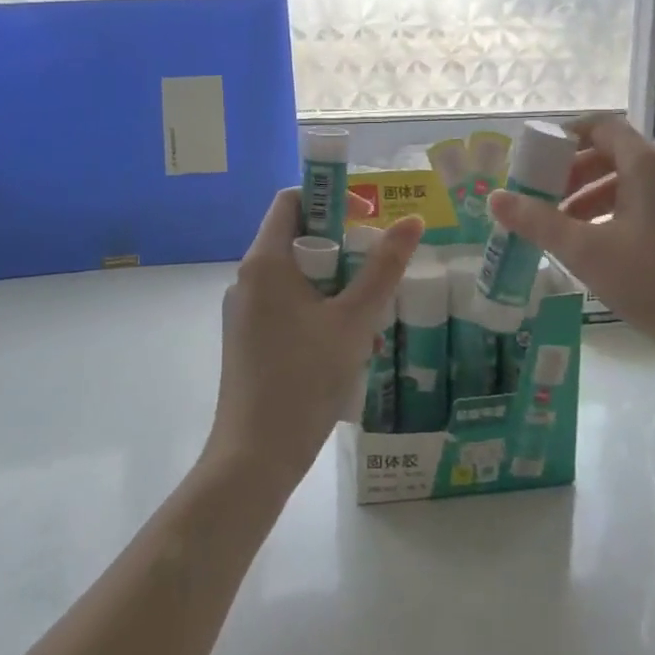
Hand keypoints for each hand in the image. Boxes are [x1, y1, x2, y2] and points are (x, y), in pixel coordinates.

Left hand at [206, 190, 422, 492]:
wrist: (255, 456)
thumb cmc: (304, 379)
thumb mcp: (354, 320)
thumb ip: (383, 268)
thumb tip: (411, 221)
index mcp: (265, 261)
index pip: (292, 200)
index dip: (330, 198)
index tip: (368, 217)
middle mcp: (247, 278)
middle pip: (296, 238)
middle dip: (341, 247)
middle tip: (379, 267)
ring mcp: (243, 311)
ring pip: (295, 276)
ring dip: (334, 284)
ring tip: (371, 313)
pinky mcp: (247, 339)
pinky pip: (285, 305)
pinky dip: (317, 308)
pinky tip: (348, 342)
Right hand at [487, 116, 654, 373]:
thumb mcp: (587, 251)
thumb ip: (539, 222)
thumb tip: (495, 198)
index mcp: (645, 165)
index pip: (600, 126)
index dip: (564, 136)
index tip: (533, 160)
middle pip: (610, 154)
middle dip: (570, 172)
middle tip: (540, 197)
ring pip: (625, 184)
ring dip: (588, 197)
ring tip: (560, 228)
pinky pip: (641, 206)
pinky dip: (611, 215)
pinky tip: (595, 249)